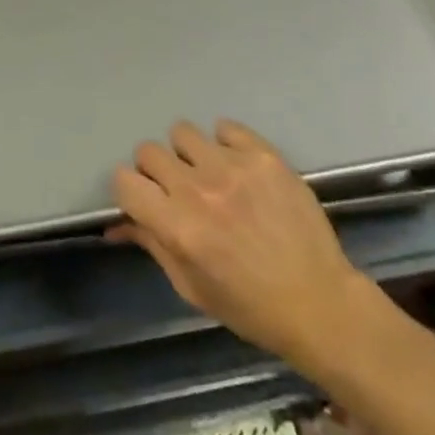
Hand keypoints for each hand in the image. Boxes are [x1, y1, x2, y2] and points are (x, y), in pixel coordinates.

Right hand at [110, 120, 390, 373]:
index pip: (124, 181)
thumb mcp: (193, 288)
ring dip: (188, 153)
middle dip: (155, 171)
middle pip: (149, 150)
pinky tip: (238, 168)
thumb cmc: (250, 306)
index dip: (128, 189)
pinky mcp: (262, 154)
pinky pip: (225, 127)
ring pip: (183, 132)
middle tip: (176, 190)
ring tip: (209, 175)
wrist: (318, 300)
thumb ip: (153, 245)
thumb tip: (115, 225)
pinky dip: (225, 144)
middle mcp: (199, 189)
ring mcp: (232, 166)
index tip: (142, 198)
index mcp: (178, 227)